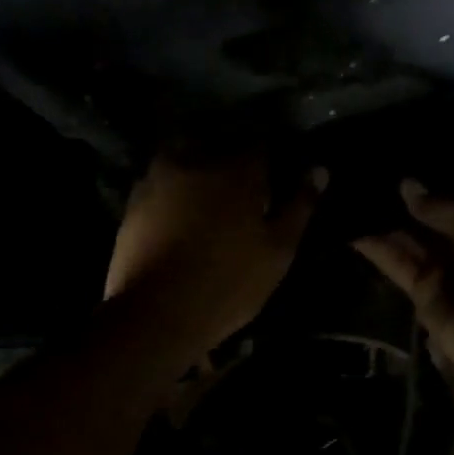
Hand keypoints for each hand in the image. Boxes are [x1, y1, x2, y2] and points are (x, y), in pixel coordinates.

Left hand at [105, 152, 325, 353]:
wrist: (155, 312)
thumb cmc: (229, 281)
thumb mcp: (278, 249)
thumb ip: (299, 205)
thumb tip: (319, 168)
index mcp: (237, 168)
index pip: (261, 143)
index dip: (270, 157)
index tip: (274, 175)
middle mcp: (195, 160)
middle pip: (220, 144)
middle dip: (232, 158)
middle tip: (242, 188)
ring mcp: (158, 177)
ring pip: (186, 158)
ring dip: (199, 169)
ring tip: (209, 198)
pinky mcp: (134, 199)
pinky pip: (161, 181)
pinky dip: (173, 189)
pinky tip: (179, 213)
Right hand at [353, 180, 453, 397]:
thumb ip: (441, 209)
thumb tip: (405, 184)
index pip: (446, 195)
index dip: (420, 182)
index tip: (385, 162)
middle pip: (421, 218)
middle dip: (393, 202)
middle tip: (355, 178)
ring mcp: (440, 270)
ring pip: (404, 241)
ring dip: (379, 223)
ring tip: (344, 199)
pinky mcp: (421, 297)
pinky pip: (397, 268)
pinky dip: (377, 251)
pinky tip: (352, 230)